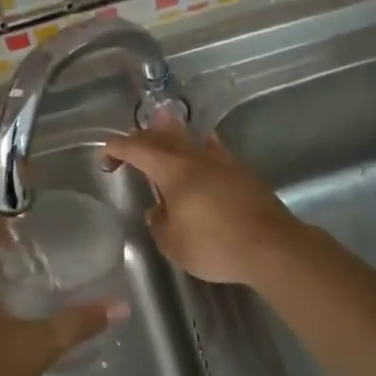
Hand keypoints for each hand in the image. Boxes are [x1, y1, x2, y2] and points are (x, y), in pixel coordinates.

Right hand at [101, 129, 302, 286]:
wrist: (271, 246)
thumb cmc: (214, 245)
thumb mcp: (173, 243)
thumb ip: (159, 222)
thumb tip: (159, 210)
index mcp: (173, 170)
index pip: (137, 150)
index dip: (117, 149)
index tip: (105, 155)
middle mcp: (196, 157)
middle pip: (163, 137)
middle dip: (141, 138)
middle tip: (128, 146)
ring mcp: (223, 161)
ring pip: (190, 138)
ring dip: (171, 134)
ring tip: (161, 129)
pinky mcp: (242, 172)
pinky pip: (213, 149)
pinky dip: (199, 146)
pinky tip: (203, 149)